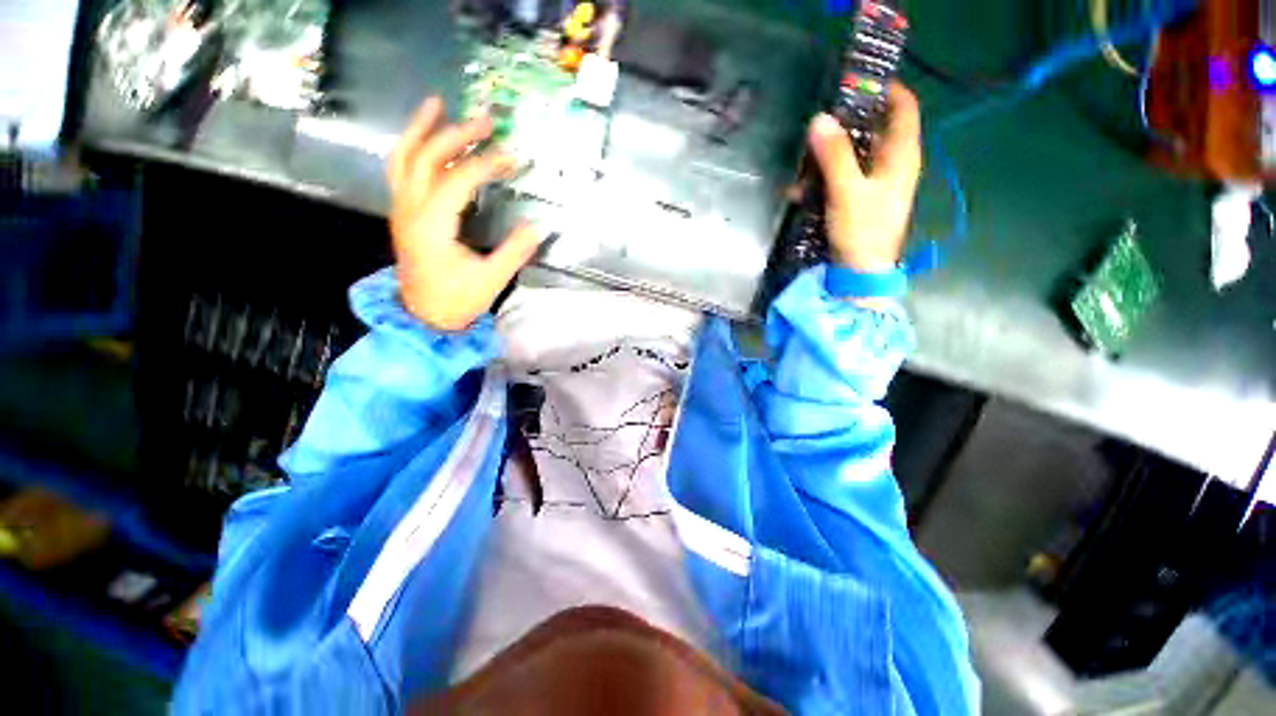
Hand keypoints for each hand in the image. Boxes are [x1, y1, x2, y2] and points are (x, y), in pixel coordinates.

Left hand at [387, 97, 541, 331]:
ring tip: (438, 105)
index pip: (457, 180)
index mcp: (431, 225)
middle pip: (426, 157)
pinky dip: (411, 147)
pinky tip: (423, 137)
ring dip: (421, 129)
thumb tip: (540, 226)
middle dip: (456, 135)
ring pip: (404, 158)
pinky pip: (400, 170)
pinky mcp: (402, 213)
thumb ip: (515, 251)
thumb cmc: (456, 301)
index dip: (486, 165)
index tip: (513, 157)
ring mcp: (401, 209)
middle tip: (485, 121)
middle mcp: (410, 209)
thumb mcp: (491, 280)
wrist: (423, 316)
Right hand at [807, 82, 921, 272]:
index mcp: (901, 155)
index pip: (904, 108)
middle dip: (848, 123)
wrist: (861, 273)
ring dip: (829, 155)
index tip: (858, 83)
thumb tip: (819, 119)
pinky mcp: (862, 200)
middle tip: (820, 121)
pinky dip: (824, 179)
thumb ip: (835, 155)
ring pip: (856, 155)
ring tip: (802, 163)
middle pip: (876, 129)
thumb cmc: (862, 230)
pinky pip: (844, 178)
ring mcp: (877, 184)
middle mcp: (894, 164)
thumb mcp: (847, 190)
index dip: (887, 89)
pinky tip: (800, 191)